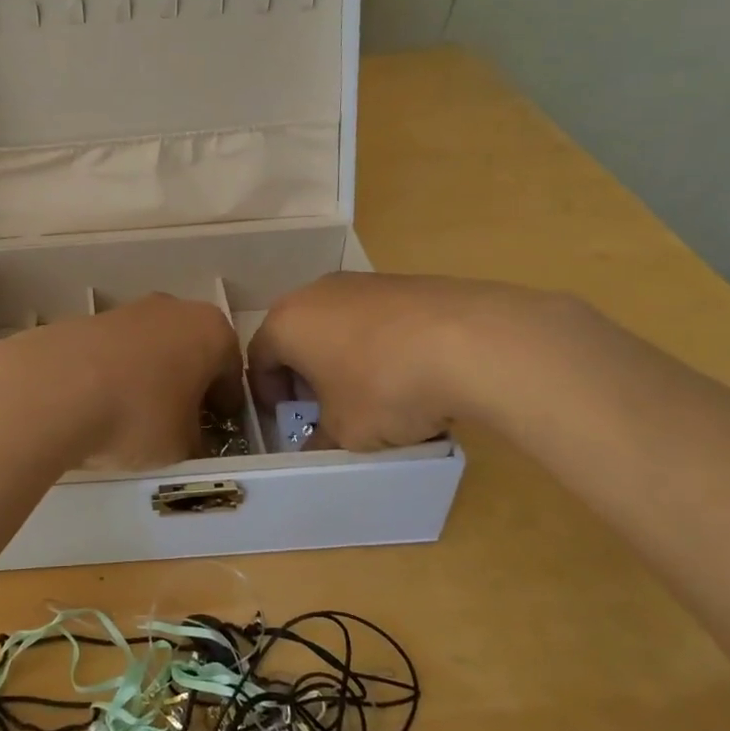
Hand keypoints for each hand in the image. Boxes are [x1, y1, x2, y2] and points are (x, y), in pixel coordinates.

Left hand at [0, 294, 243, 469]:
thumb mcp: (182, 445)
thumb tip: (189, 437)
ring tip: (132, 419)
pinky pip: (113, 353)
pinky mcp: (84, 320)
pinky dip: (113, 375)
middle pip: (191, 352)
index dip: (226, 407)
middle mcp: (172, 309)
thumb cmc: (137, 416)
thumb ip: (195, 439)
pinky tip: (98, 406)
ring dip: (149, 378)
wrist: (51, 390)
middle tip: (178, 424)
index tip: (217, 432)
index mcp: (211, 331)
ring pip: (150, 349)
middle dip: (188, 385)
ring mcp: (126, 310)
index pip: (232, 372)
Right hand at [250, 273, 565, 450]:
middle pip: (295, 336)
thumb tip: (315, 449)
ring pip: (335, 323)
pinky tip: (406, 371)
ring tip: (368, 392)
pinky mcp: (402, 281)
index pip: (257, 359)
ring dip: (339, 356)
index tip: (288, 421)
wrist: (472, 342)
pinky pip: (372, 317)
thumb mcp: (346, 432)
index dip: (267, 395)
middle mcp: (315, 293)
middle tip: (323, 407)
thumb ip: (320, 441)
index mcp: (286, 324)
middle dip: (303, 373)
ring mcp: (360, 282)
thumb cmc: (385, 388)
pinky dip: (375, 343)